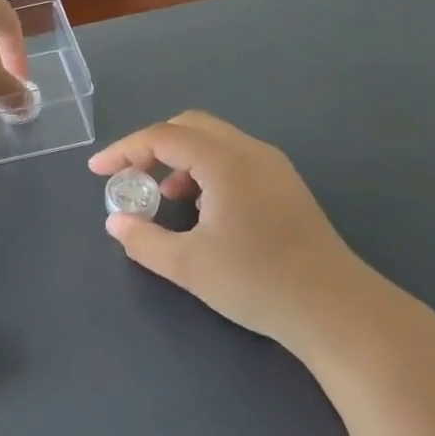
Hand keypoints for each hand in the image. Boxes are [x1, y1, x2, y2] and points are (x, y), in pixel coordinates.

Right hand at [87, 111, 385, 348]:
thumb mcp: (188, 265)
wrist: (336, 309)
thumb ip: (144, 240)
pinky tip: (202, 210)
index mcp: (225, 161)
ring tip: (165, 198)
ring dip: (181, 159)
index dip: (125, 150)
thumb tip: (116, 222)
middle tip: (130, 177)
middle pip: (190, 126)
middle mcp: (250, 151)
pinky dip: (205, 171)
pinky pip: (234, 159)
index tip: (98, 172)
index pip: (163, 136)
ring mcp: (273, 167)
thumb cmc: (257, 281)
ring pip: (215, 142)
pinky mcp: (286, 186)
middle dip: (152, 147)